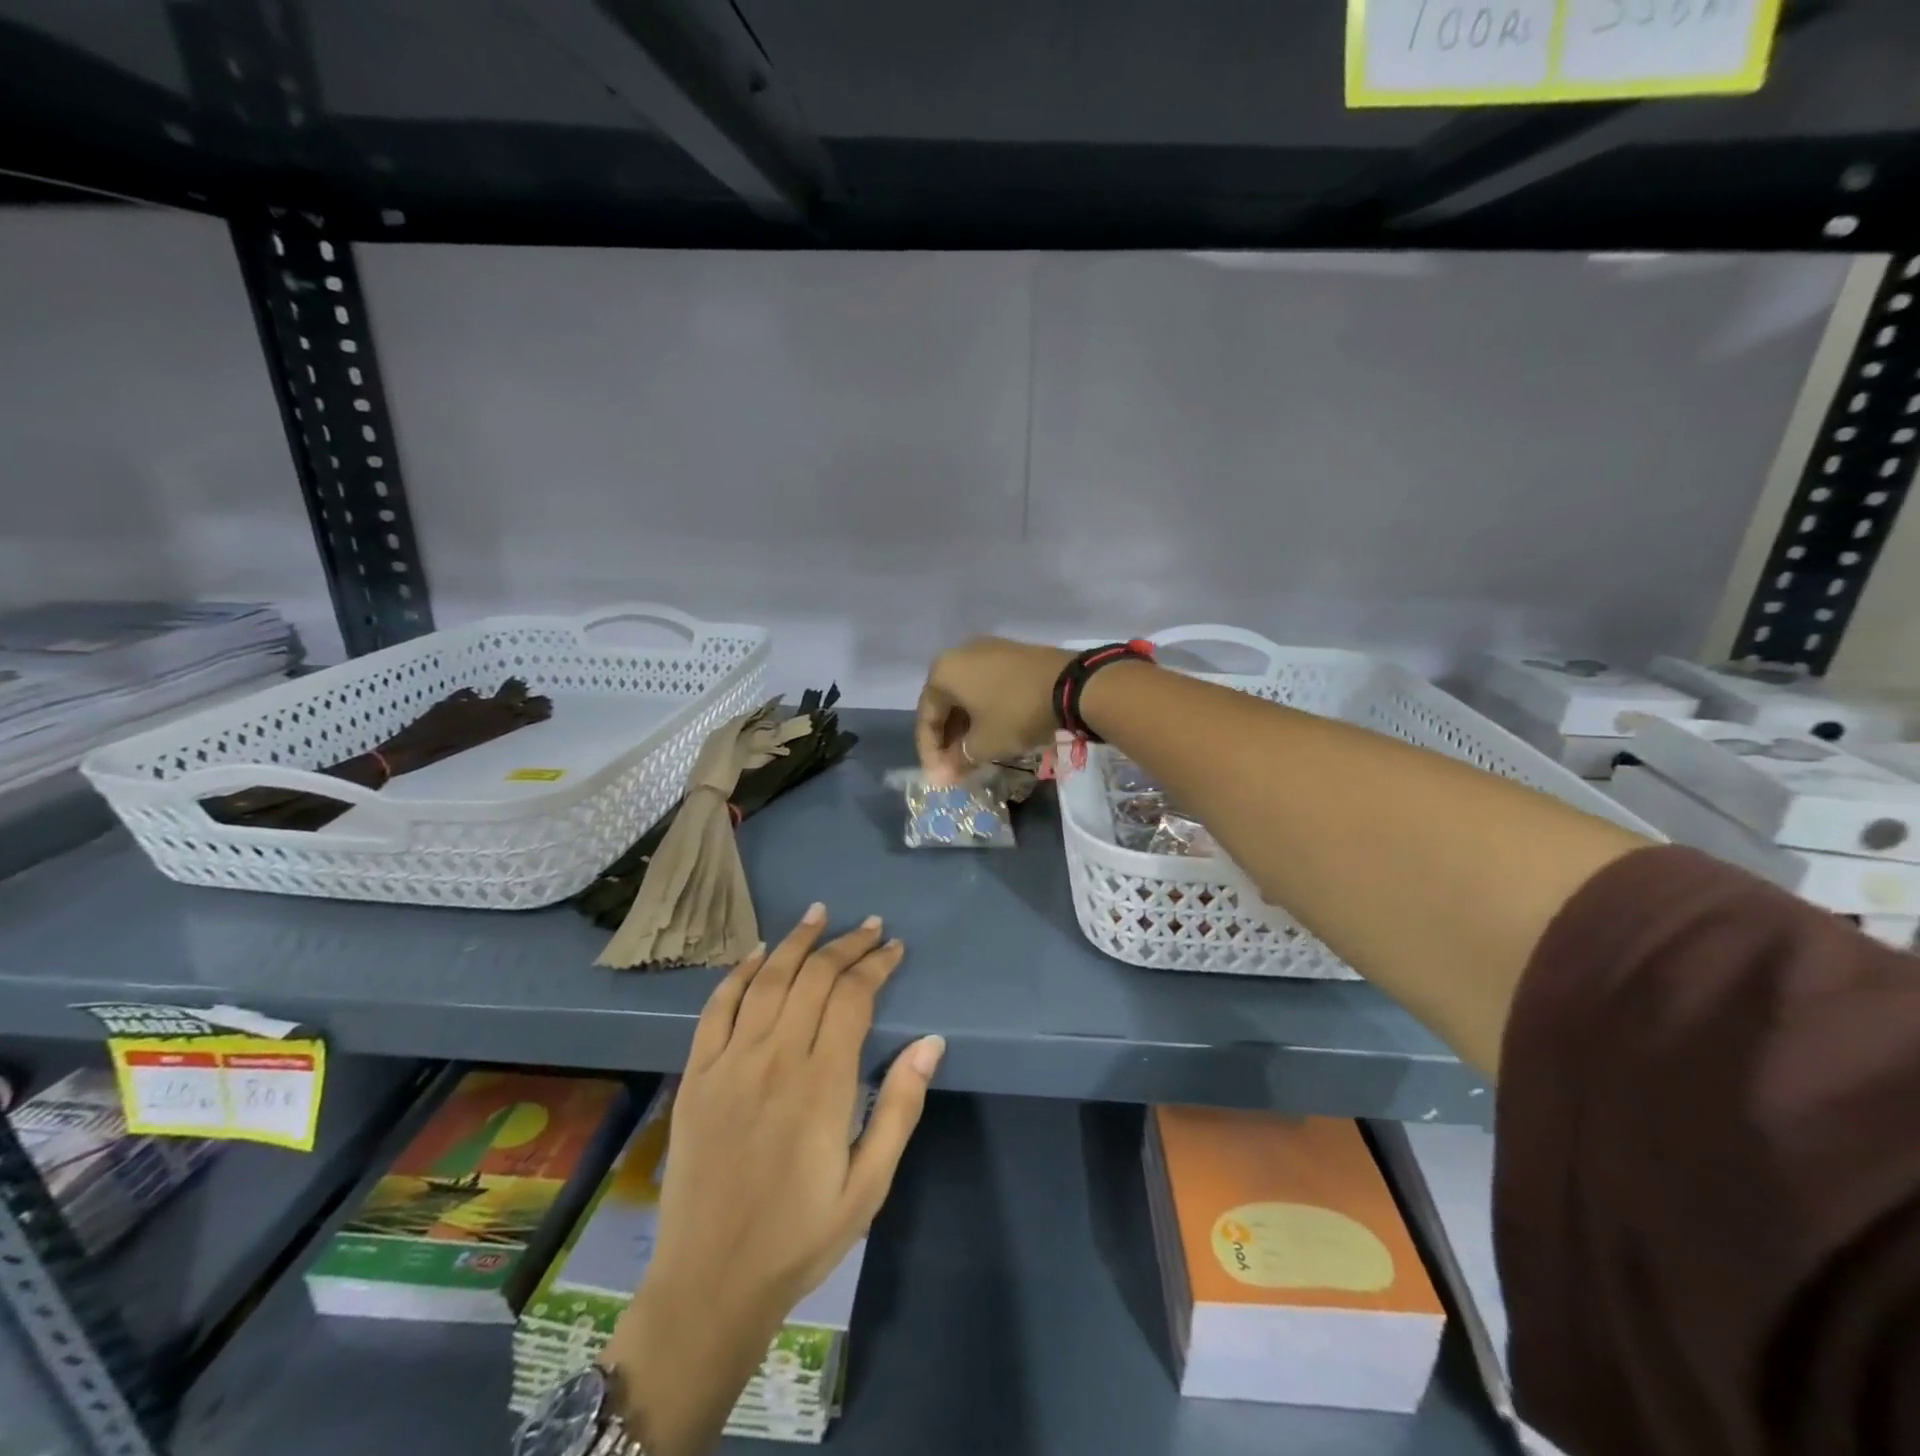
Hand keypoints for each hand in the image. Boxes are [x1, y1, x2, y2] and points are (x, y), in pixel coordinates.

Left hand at [603, 905, 943, 1455]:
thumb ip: (899, 1107)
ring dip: (797, 942)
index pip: (853, 997)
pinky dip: (738, 973)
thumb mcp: (869, 1185)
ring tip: (819, 915)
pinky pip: (716, 1007)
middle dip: (847, 945)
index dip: (876, 965)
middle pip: (814, 978)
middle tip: (870, 926)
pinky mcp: (697, 1074)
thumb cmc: (800, 1236)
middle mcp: (775, 1058)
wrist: (710, 1283)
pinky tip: (757, 953)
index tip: (894, 948)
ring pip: (767, 979)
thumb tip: (930, 1041)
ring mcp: (730, 1062)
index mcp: (822, 1083)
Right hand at [914, 636, 1072, 782]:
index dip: (930, 753)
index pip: (926, 718)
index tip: (938, 779)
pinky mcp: (1010, 655)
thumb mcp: (984, 743)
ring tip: (972, 755)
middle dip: (947, 740)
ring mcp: (987, 651)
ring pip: (966, 695)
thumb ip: (958, 758)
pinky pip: (985, 686)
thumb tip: (944, 774)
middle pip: (944, 704)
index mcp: (943, 672)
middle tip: (954, 768)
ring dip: (965, 727)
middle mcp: (959, 654)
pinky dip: (983, 711)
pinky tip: (991, 732)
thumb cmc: (1016, 713)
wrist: (1071, 685)